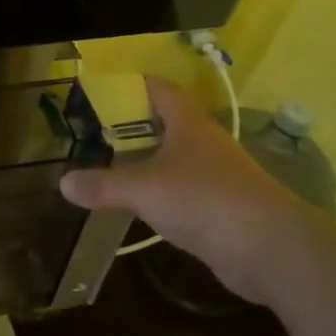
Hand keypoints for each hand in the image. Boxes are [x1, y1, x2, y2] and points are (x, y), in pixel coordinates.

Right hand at [59, 77, 313, 304]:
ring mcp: (218, 177)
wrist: (272, 250)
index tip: (106, 90)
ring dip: (149, 161)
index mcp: (189, 125)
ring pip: (177, 159)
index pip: (161, 90)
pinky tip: (143, 205)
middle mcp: (205, 144)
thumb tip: (63, 183)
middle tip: (97, 131)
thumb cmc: (205, 200)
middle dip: (136, 125)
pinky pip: (185, 192)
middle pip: (168, 124)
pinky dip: (163, 193)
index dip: (135, 85)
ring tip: (112, 166)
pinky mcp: (223, 209)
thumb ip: (104, 185)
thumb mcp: (145, 190)